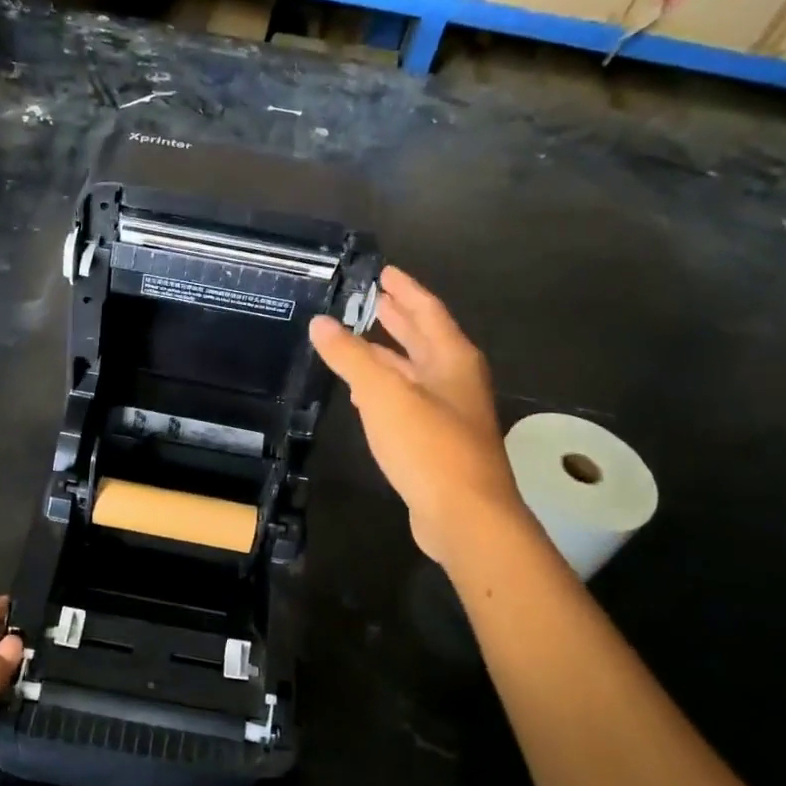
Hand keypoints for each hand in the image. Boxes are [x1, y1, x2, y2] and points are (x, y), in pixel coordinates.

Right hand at [310, 266, 523, 565]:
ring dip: (388, 355)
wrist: (465, 515)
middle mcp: (456, 380)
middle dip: (397, 317)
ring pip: (414, 371)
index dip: (404, 289)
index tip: (383, 271)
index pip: (426, 310)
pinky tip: (364, 396)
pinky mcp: (438, 442)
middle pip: (423, 338)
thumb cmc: (428, 445)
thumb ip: (350, 356)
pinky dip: (386, 389)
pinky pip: (408, 402)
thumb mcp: (384, 394)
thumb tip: (321, 322)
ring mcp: (449, 412)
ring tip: (358, 341)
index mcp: (451, 358)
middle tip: (370, 299)